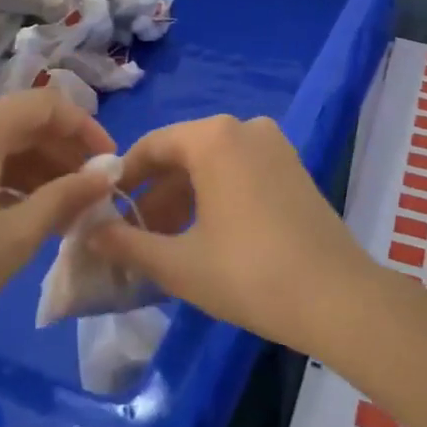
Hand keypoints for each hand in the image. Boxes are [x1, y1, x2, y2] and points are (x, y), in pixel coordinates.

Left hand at [0, 90, 116, 375]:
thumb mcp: (15, 234)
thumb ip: (67, 197)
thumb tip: (108, 174)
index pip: (51, 105)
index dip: (88, 131)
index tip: (112, 167)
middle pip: (27, 123)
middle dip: (66, 155)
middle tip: (92, 197)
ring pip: (4, 146)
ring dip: (40, 171)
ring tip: (65, 214)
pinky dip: (10, 182)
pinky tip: (24, 218)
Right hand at [91, 115, 380, 357]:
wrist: (338, 298)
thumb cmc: (249, 274)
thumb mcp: (178, 264)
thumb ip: (127, 244)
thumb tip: (89, 233)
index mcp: (213, 138)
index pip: (151, 146)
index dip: (122, 179)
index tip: (103, 211)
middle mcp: (244, 128)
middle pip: (183, 155)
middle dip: (154, 196)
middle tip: (133, 237)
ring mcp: (274, 146)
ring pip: (212, 166)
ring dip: (183, 200)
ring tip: (164, 244)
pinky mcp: (293, 168)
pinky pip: (239, 172)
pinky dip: (215, 198)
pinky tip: (204, 237)